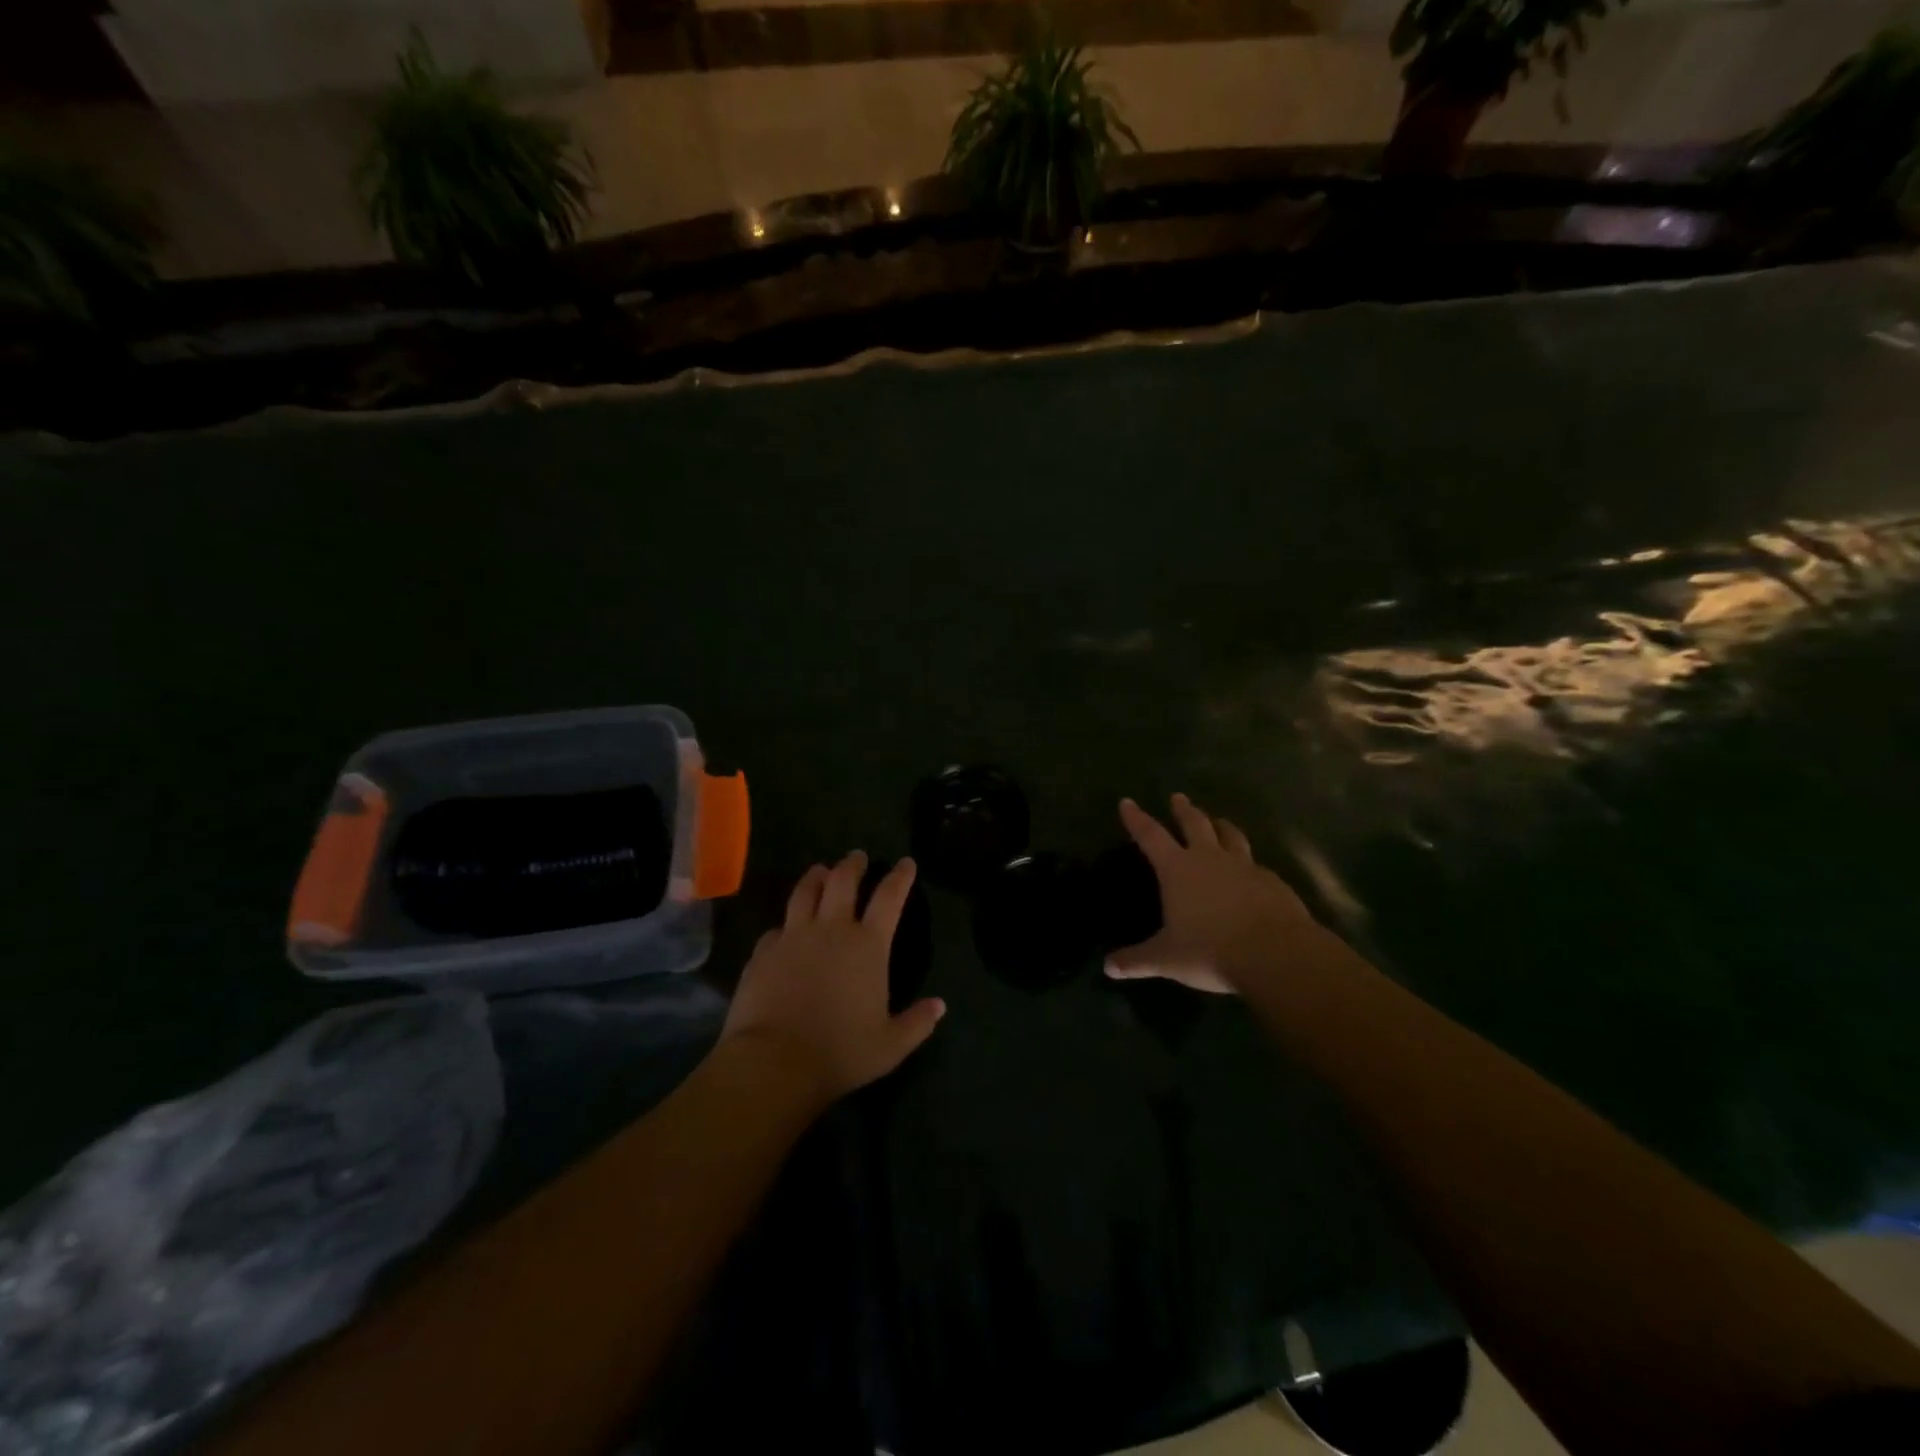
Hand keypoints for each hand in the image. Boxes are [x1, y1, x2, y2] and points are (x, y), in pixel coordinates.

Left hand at [722, 852, 945, 1103]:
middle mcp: (831, 929)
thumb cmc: (840, 1052)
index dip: (900, 876)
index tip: (906, 862)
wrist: (774, 1061)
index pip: (889, 897)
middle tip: (857, 857)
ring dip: (816, 877)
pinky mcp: (763, 951)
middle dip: (853, 864)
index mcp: (868, 945)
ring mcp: (793, 936)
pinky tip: (785, 929)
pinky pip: (777, 927)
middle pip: (843, 880)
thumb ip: (917, 1023)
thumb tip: (940, 1006)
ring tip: (820, 871)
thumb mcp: (890, 1045)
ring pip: (805, 891)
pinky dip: (786, 923)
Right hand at [1105, 794, 1322, 995]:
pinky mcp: (1272, 882)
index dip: (1137, 819)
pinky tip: (1251, 870)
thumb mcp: (1167, 959)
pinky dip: (1248, 861)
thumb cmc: (1211, 951)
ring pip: (1231, 836)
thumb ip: (1136, 960)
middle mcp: (1210, 859)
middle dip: (1184, 810)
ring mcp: (1245, 867)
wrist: (1276, 954)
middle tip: (1178, 797)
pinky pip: (1256, 864)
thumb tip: (1107, 967)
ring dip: (1222, 826)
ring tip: (1219, 821)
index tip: (1127, 802)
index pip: (1151, 836)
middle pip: (1195, 824)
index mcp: (1178, 869)